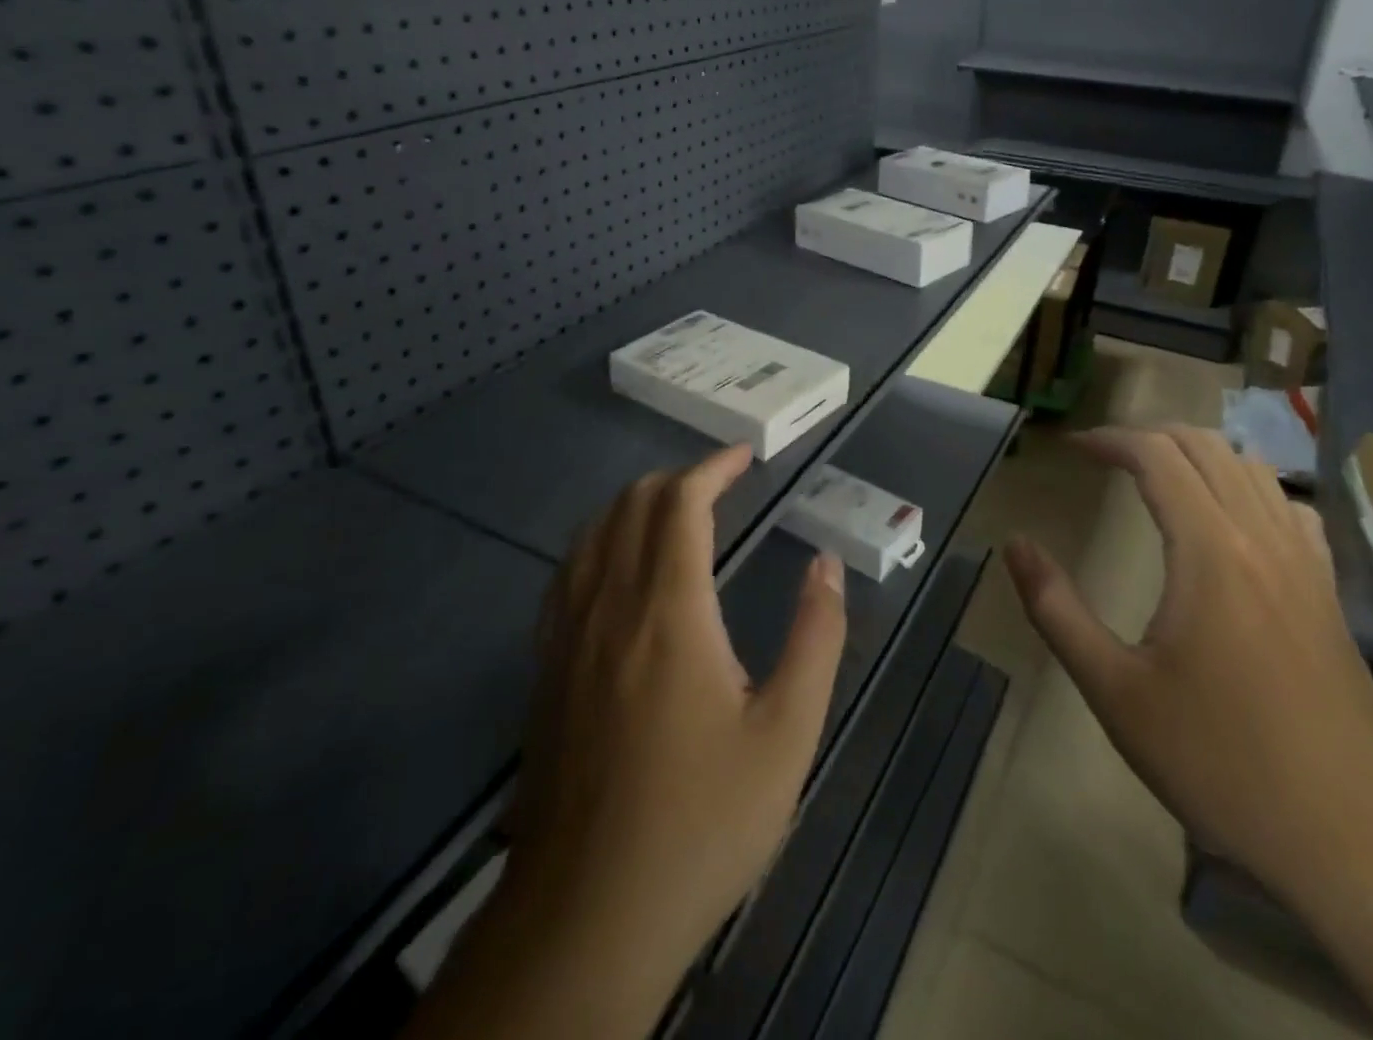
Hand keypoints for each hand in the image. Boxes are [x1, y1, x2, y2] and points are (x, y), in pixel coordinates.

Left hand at [408, 444, 847, 1039]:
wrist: (588, 915)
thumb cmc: (702, 820)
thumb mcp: (786, 733)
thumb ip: (815, 638)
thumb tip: (827, 566)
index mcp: (669, 611)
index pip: (680, 504)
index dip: (713, 467)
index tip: (745, 456)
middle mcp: (610, 606)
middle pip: (631, 506)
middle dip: (677, 479)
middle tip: (721, 484)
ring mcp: (567, 637)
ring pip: (592, 535)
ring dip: (635, 505)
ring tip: (676, 511)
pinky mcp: (545, 670)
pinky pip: (567, 575)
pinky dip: (600, 543)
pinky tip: (619, 567)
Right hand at [1004, 425, 1372, 910]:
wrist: (1351, 839)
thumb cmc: (1218, 760)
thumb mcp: (1114, 690)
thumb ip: (1056, 609)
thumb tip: (1016, 545)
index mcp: (1208, 551)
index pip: (1157, 456)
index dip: (1110, 439)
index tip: (1073, 448)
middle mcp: (1262, 538)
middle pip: (1206, 448)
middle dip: (1149, 437)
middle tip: (1106, 455)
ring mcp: (1306, 565)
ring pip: (1254, 470)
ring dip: (1199, 455)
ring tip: (1158, 474)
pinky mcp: (1330, 595)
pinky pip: (1292, 509)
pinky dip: (1252, 489)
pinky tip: (1233, 519)